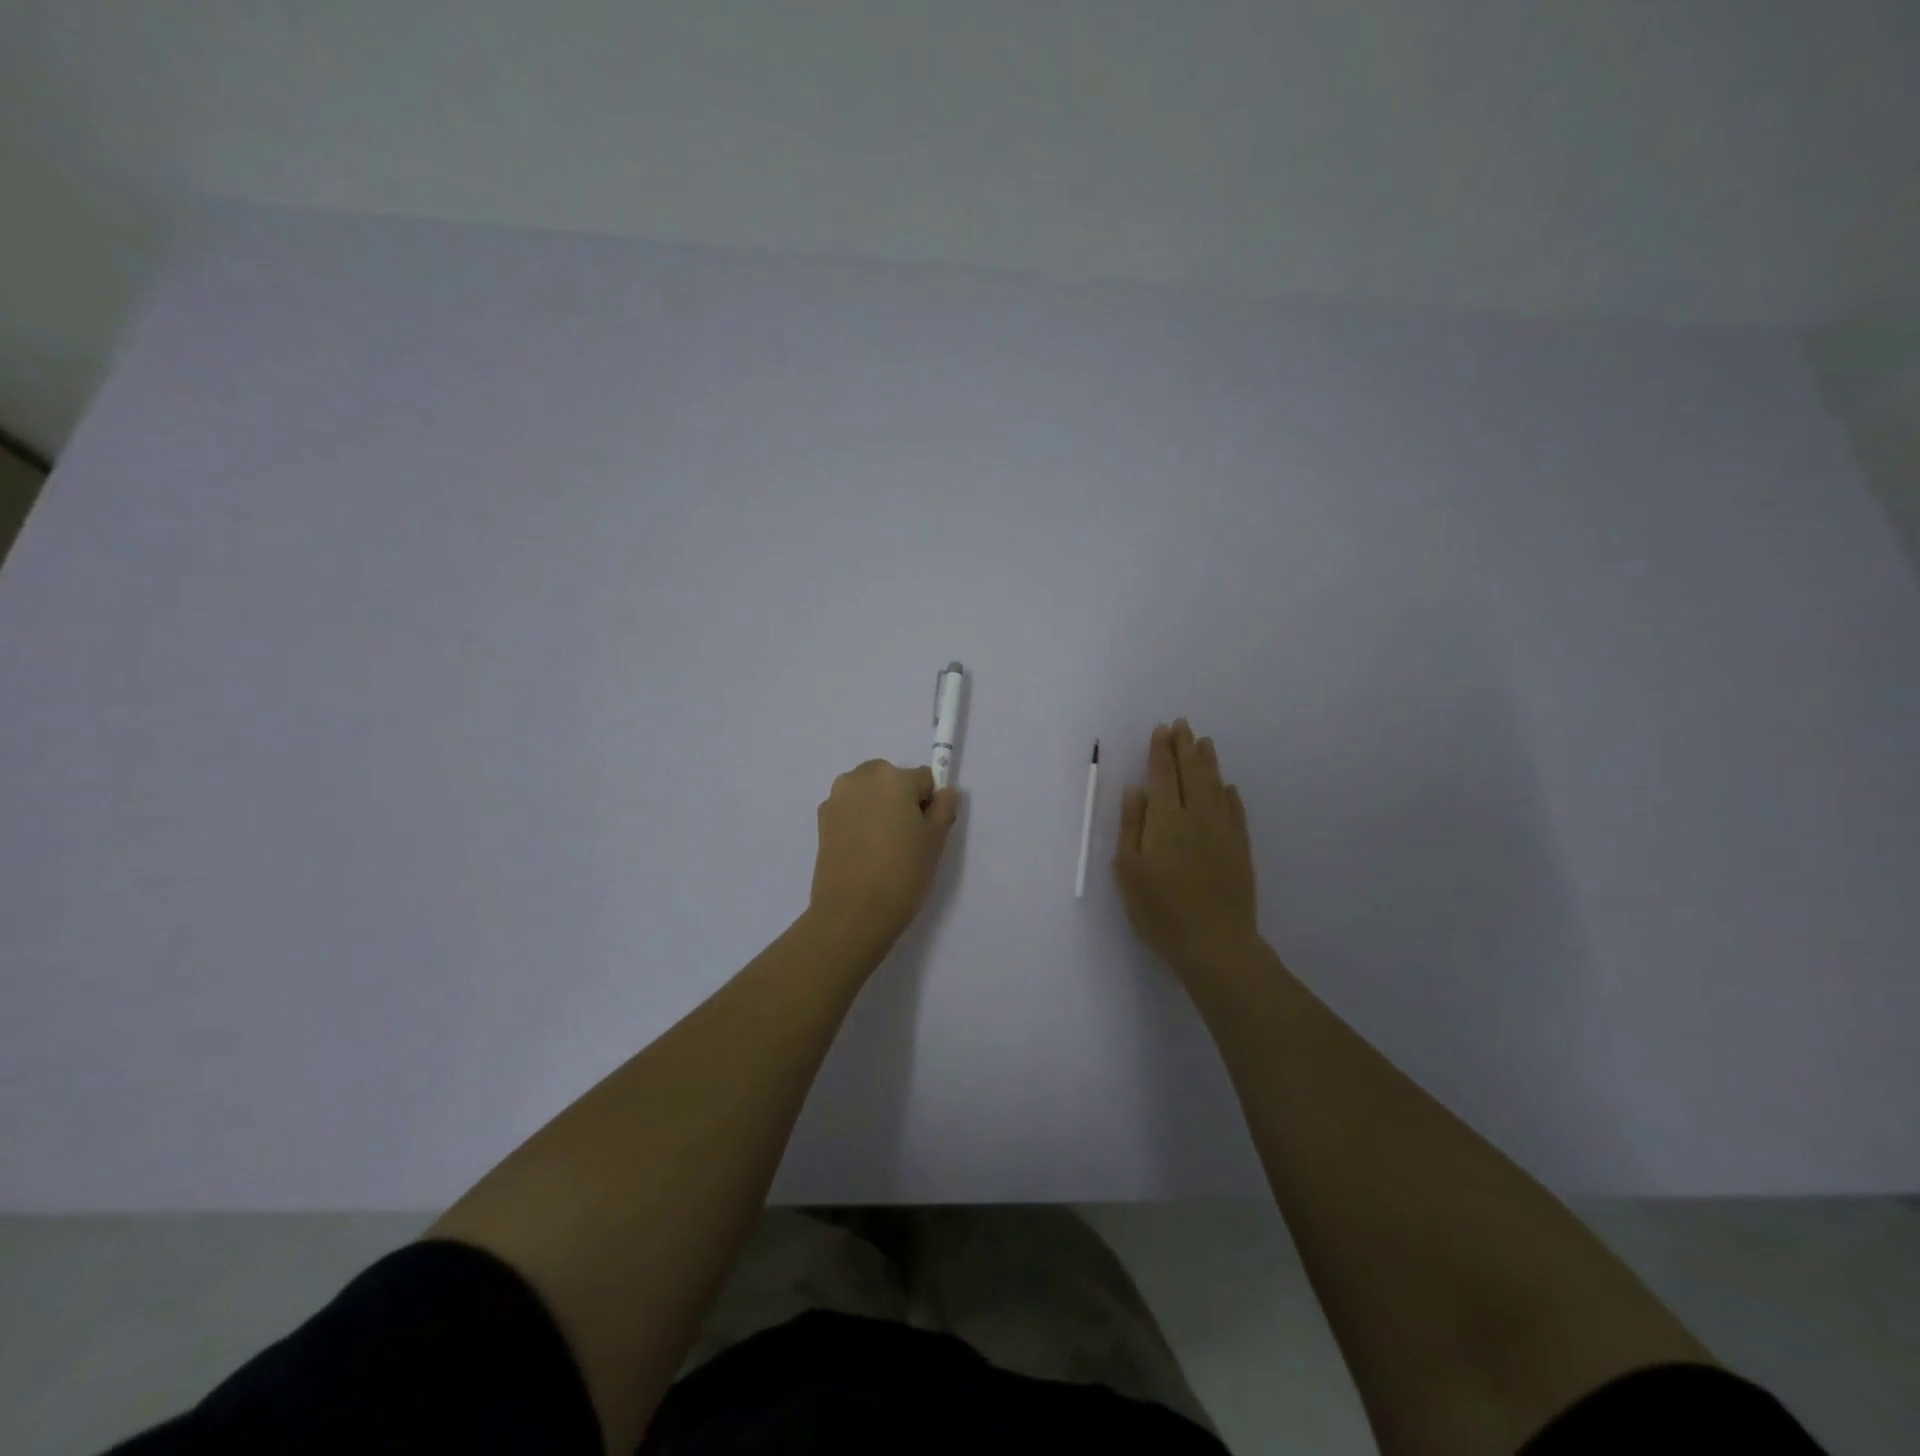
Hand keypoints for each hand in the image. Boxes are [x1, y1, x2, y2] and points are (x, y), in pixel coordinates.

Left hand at [809, 760, 960, 953]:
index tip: (926, 831)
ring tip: (881, 845)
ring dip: (877, 806)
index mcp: (893, 777)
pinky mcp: (822, 819)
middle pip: (891, 779)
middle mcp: (861, 777)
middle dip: (900, 799)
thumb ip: (945, 807)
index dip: (930, 804)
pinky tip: (862, 850)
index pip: (924, 779)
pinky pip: (849, 809)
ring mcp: (837, 798)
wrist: (853, 911)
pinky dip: (858, 820)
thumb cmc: (902, 872)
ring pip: (868, 792)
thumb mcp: (936, 840)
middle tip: (905, 837)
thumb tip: (945, 791)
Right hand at [1114, 720, 1260, 976]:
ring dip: (1208, 762)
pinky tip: (1228, 787)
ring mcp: (1223, 831)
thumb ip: (1132, 825)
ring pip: (1216, 786)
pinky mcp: (1240, 848)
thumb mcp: (1129, 869)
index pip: (1162, 775)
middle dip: (1185, 747)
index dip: (1161, 751)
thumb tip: (1136, 790)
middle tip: (1182, 725)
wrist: (1214, 942)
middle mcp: (1197, 816)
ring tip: (1204, 742)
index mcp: (1166, 819)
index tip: (1161, 730)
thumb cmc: (1160, 909)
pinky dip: (1230, 794)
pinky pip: (1235, 811)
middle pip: (1191, 773)